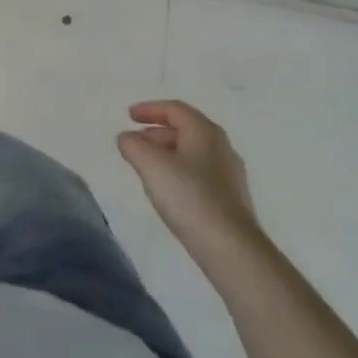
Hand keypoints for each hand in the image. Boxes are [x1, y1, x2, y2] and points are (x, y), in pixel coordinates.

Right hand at [118, 101, 263, 267]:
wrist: (230, 248)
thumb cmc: (188, 197)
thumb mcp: (150, 164)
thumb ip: (133, 144)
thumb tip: (127, 138)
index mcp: (204, 131)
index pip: (175, 109)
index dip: (149, 109)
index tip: (128, 116)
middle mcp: (221, 146)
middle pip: (184, 129)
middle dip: (156, 132)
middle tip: (134, 143)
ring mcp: (229, 173)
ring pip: (192, 152)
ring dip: (166, 152)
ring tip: (146, 166)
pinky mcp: (230, 198)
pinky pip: (199, 172)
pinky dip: (178, 171)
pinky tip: (167, 189)